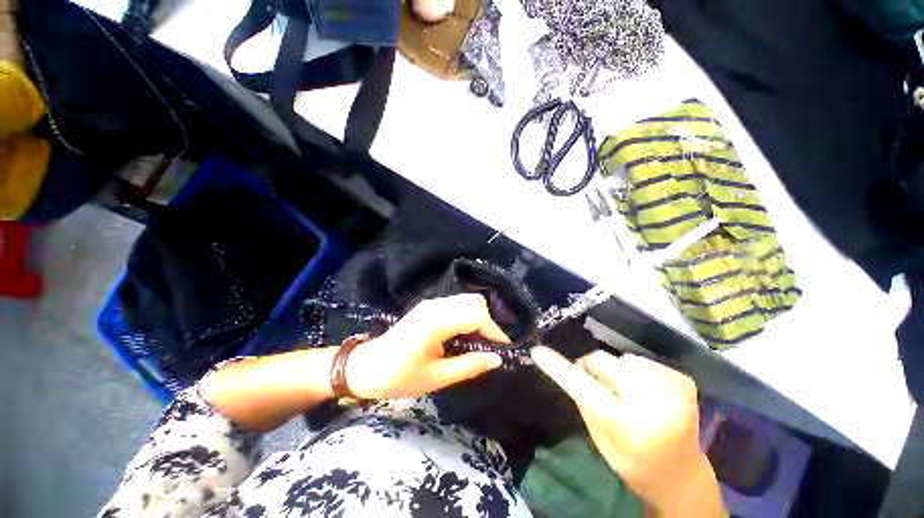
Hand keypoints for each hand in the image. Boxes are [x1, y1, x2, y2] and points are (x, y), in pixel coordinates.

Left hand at [345, 294, 510, 399]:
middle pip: (474, 301)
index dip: (494, 331)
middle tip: (489, 346)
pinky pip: (456, 306)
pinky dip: (468, 318)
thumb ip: (469, 366)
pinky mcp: (429, 308)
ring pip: (466, 301)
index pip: (476, 315)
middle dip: (488, 322)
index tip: (504, 349)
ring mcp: (431, 304)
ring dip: (479, 319)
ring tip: (479, 343)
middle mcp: (435, 306)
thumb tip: (496, 359)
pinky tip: (465, 336)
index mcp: (435, 322)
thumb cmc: (398, 377)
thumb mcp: (436, 378)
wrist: (365, 367)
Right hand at [531, 347, 723, 516]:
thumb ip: (584, 402)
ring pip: (620, 359)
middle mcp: (654, 404)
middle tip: (598, 387)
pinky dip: (635, 373)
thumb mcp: (601, 441)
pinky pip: (640, 361)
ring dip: (616, 373)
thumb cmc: (635, 464)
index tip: (538, 351)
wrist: (682, 476)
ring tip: (628, 396)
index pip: (585, 388)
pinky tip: (645, 394)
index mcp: (629, 427)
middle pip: (602, 361)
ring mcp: (673, 388)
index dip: (559, 368)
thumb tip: (571, 369)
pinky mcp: (682, 380)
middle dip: (592, 369)